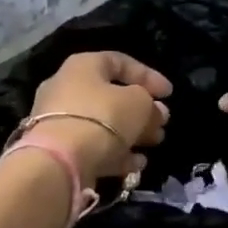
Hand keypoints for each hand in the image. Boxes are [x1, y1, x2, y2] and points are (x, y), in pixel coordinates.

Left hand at [28, 52, 171, 182]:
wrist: (59, 161)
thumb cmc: (102, 118)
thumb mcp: (138, 103)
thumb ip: (150, 104)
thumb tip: (155, 112)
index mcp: (83, 66)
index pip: (120, 62)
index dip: (148, 76)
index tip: (169, 94)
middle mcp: (66, 87)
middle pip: (111, 96)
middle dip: (141, 110)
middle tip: (162, 123)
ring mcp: (59, 120)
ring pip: (103, 123)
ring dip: (132, 133)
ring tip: (155, 143)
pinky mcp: (58, 149)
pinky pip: (92, 146)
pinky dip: (115, 153)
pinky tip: (136, 165)